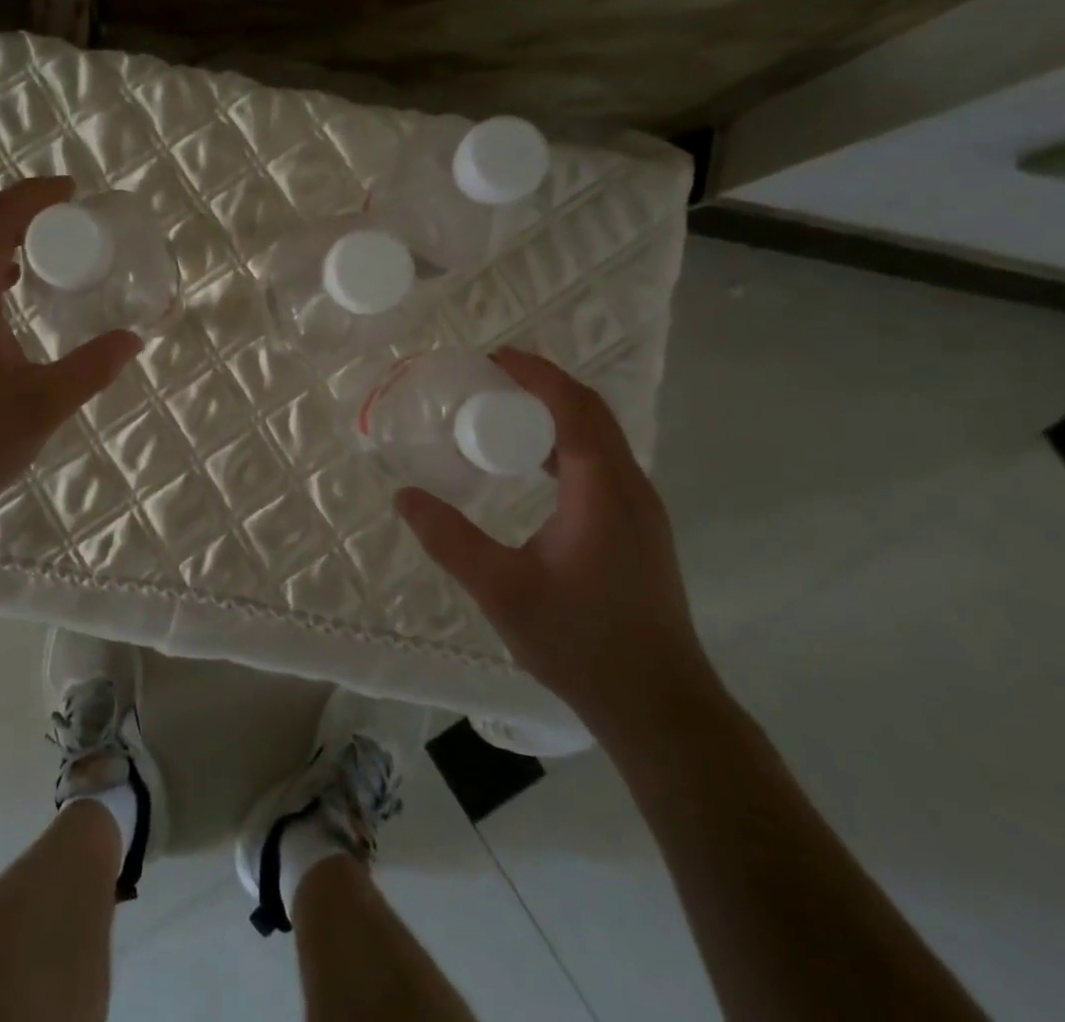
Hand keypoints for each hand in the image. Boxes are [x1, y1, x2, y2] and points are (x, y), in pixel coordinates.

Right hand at [394, 348, 713, 743]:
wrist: (659, 706)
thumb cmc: (580, 641)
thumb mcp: (501, 589)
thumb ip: (449, 539)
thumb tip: (404, 495)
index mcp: (602, 488)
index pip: (573, 407)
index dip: (535, 374)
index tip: (493, 358)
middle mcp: (630, 487)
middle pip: (591, 413)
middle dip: (544, 385)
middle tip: (492, 380)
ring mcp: (641, 510)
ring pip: (601, 438)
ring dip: (558, 414)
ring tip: (506, 415)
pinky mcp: (640, 531)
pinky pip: (603, 463)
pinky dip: (568, 444)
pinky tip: (535, 468)